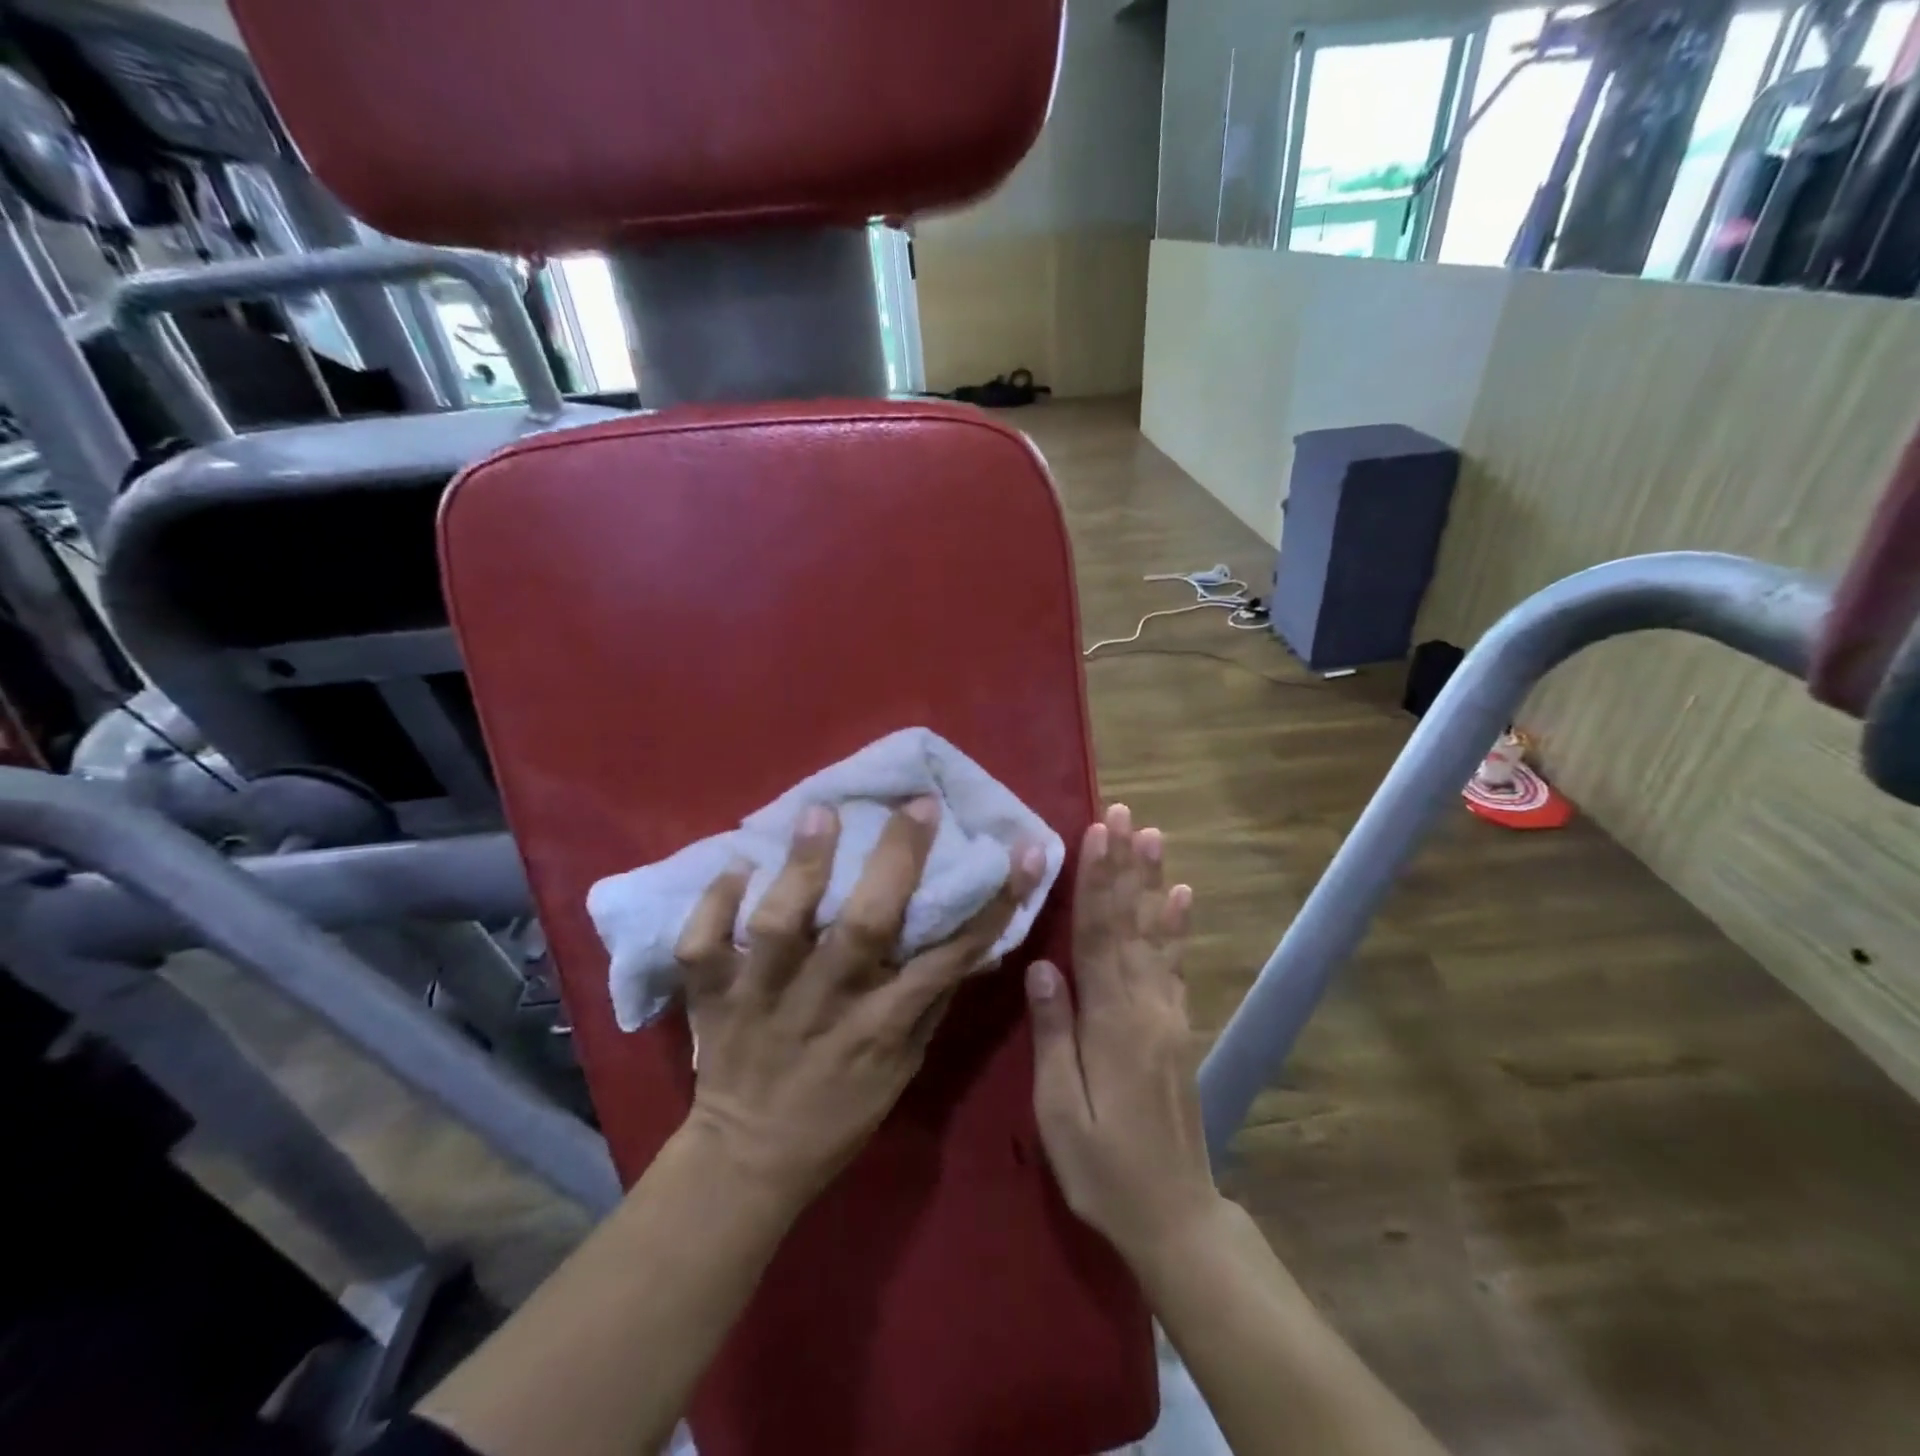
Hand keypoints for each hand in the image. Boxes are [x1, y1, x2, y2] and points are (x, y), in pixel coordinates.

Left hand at [674, 796, 1045, 1205]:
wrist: (748, 1160)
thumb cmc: (840, 1112)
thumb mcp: (904, 1067)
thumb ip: (930, 1001)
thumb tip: (971, 940)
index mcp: (881, 1026)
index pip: (949, 958)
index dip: (993, 904)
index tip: (1022, 852)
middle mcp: (825, 1003)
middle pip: (864, 927)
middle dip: (896, 859)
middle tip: (917, 805)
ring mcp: (762, 998)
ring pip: (781, 926)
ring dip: (802, 866)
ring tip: (820, 811)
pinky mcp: (712, 998)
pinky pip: (704, 945)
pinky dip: (714, 904)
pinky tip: (736, 865)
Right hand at [1026, 803, 1213, 1261]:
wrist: (1175, 1215)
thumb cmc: (1103, 1167)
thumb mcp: (1060, 1110)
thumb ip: (1055, 1033)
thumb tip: (1042, 964)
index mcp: (1112, 1021)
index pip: (1099, 935)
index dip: (1097, 880)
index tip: (1097, 832)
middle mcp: (1145, 1005)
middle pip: (1130, 922)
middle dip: (1125, 864)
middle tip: (1125, 813)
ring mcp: (1168, 1014)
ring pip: (1155, 934)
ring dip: (1152, 881)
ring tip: (1154, 836)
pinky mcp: (1178, 1027)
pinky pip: (1174, 964)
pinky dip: (1176, 926)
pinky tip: (1180, 897)